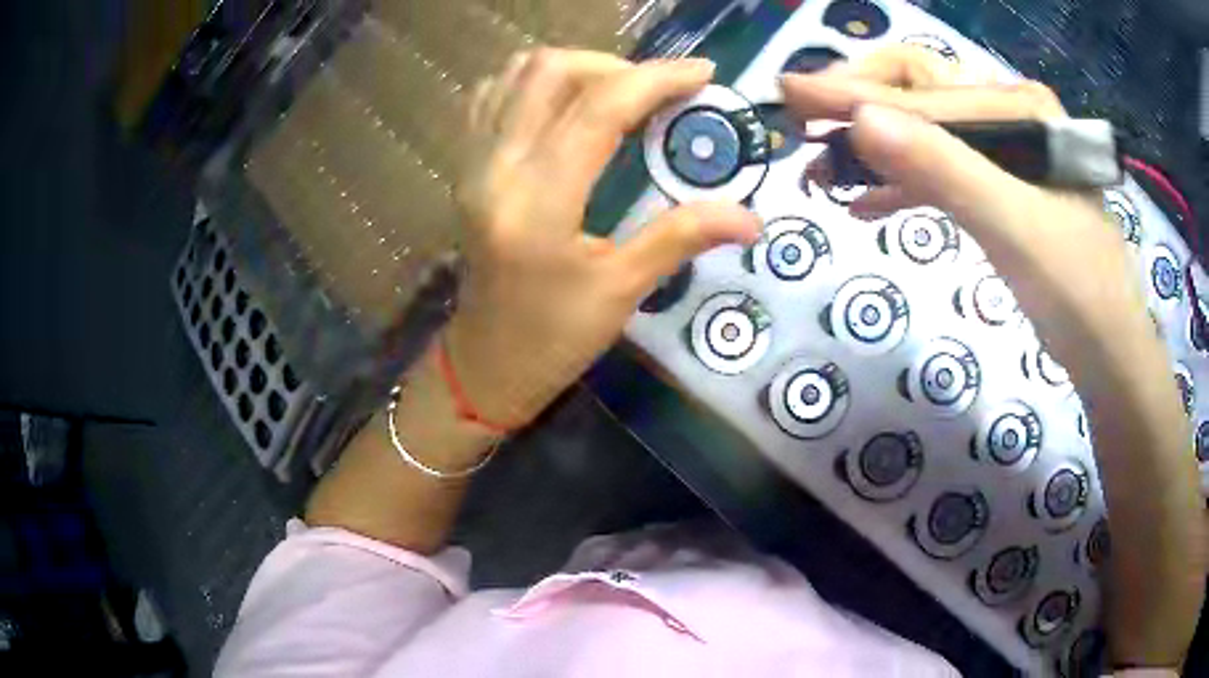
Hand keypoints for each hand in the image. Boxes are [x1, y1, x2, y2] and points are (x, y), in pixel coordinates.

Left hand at [447, 49, 759, 427]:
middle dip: (615, 65)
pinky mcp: (465, 167)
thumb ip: (683, 237)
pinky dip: (535, 84)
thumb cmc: (554, 338)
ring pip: (517, 74)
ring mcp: (473, 163)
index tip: (703, 73)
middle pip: (550, 72)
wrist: (486, 362)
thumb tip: (752, 218)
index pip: (599, 110)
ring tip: (618, 93)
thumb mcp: (623, 291)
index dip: (657, 79)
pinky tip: (567, 105)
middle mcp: (496, 169)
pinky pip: (493, 95)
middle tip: (657, 92)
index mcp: (538, 204)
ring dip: (575, 68)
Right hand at [782, 46, 1136, 345]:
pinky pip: (938, 172)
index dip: (853, 92)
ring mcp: (1003, 154)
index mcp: (1018, 108)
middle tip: (807, 125)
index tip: (789, 92)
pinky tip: (864, 201)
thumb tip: (858, 121)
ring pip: (923, 132)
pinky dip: (899, 183)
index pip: (922, 89)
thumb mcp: (1013, 227)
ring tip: (823, 170)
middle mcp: (1008, 116)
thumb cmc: (1076, 293)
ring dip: (873, 146)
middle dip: (860, 104)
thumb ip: (943, 169)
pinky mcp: (997, 191)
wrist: (1109, 354)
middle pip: (918, 91)